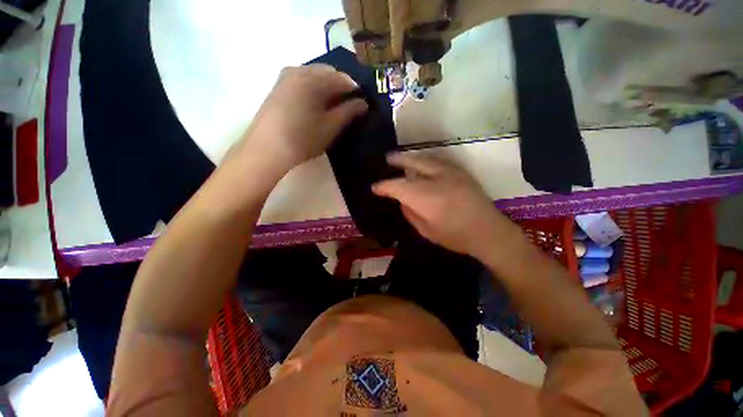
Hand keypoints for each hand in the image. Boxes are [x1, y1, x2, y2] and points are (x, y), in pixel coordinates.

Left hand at [236, 64, 367, 170]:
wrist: (266, 150)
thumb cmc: (303, 138)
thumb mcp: (331, 126)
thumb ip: (349, 112)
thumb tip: (363, 103)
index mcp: (312, 77)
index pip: (342, 78)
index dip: (355, 91)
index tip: (362, 105)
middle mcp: (298, 70)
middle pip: (327, 74)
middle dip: (341, 88)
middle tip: (349, 107)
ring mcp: (285, 78)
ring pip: (314, 78)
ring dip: (327, 90)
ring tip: (334, 109)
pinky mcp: (278, 88)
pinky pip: (302, 83)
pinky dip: (314, 92)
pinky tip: (316, 107)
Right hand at [373, 153, 511, 257]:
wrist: (488, 231)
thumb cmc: (454, 236)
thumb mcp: (426, 230)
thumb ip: (410, 213)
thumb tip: (402, 200)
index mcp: (424, 196)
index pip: (397, 186)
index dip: (383, 186)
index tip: (375, 187)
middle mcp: (435, 179)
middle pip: (411, 163)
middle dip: (397, 160)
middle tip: (387, 159)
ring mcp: (450, 172)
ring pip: (425, 158)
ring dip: (410, 157)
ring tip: (401, 157)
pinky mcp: (460, 171)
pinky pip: (438, 160)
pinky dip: (426, 159)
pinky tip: (422, 161)